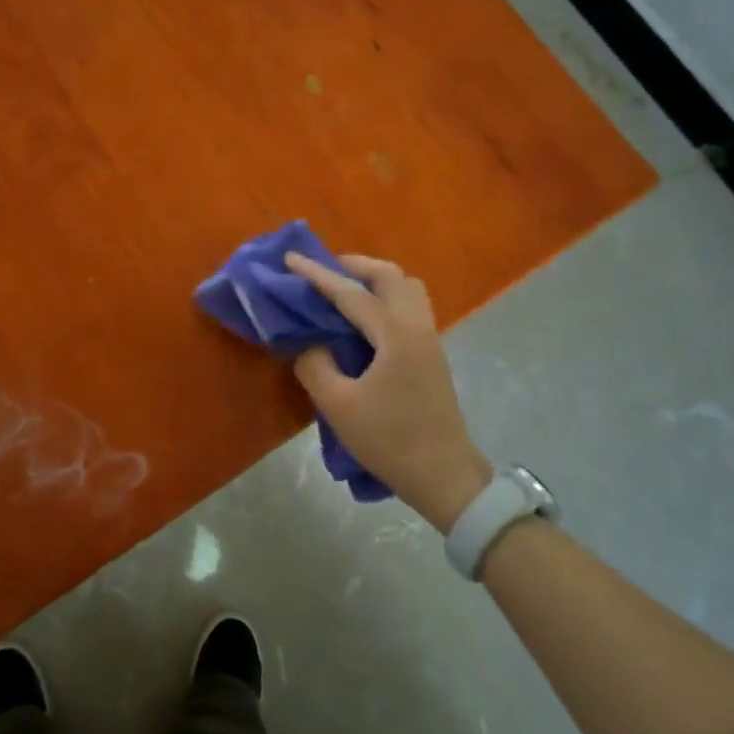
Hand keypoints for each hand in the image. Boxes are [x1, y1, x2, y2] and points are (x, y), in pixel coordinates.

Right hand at [285, 253, 492, 531]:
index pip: (350, 294)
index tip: (291, 258)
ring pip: (407, 289)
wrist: (443, 475)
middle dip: (355, 265)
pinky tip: (366, 318)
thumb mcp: (338, 406)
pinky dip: (387, 298)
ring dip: (376, 279)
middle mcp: (417, 327)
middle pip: (390, 276)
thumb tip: (310, 344)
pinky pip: (411, 307)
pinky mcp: (432, 355)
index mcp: (395, 335)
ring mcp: (430, 339)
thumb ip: (315, 366)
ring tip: (346, 289)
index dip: (317, 275)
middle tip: (324, 270)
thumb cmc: (389, 440)